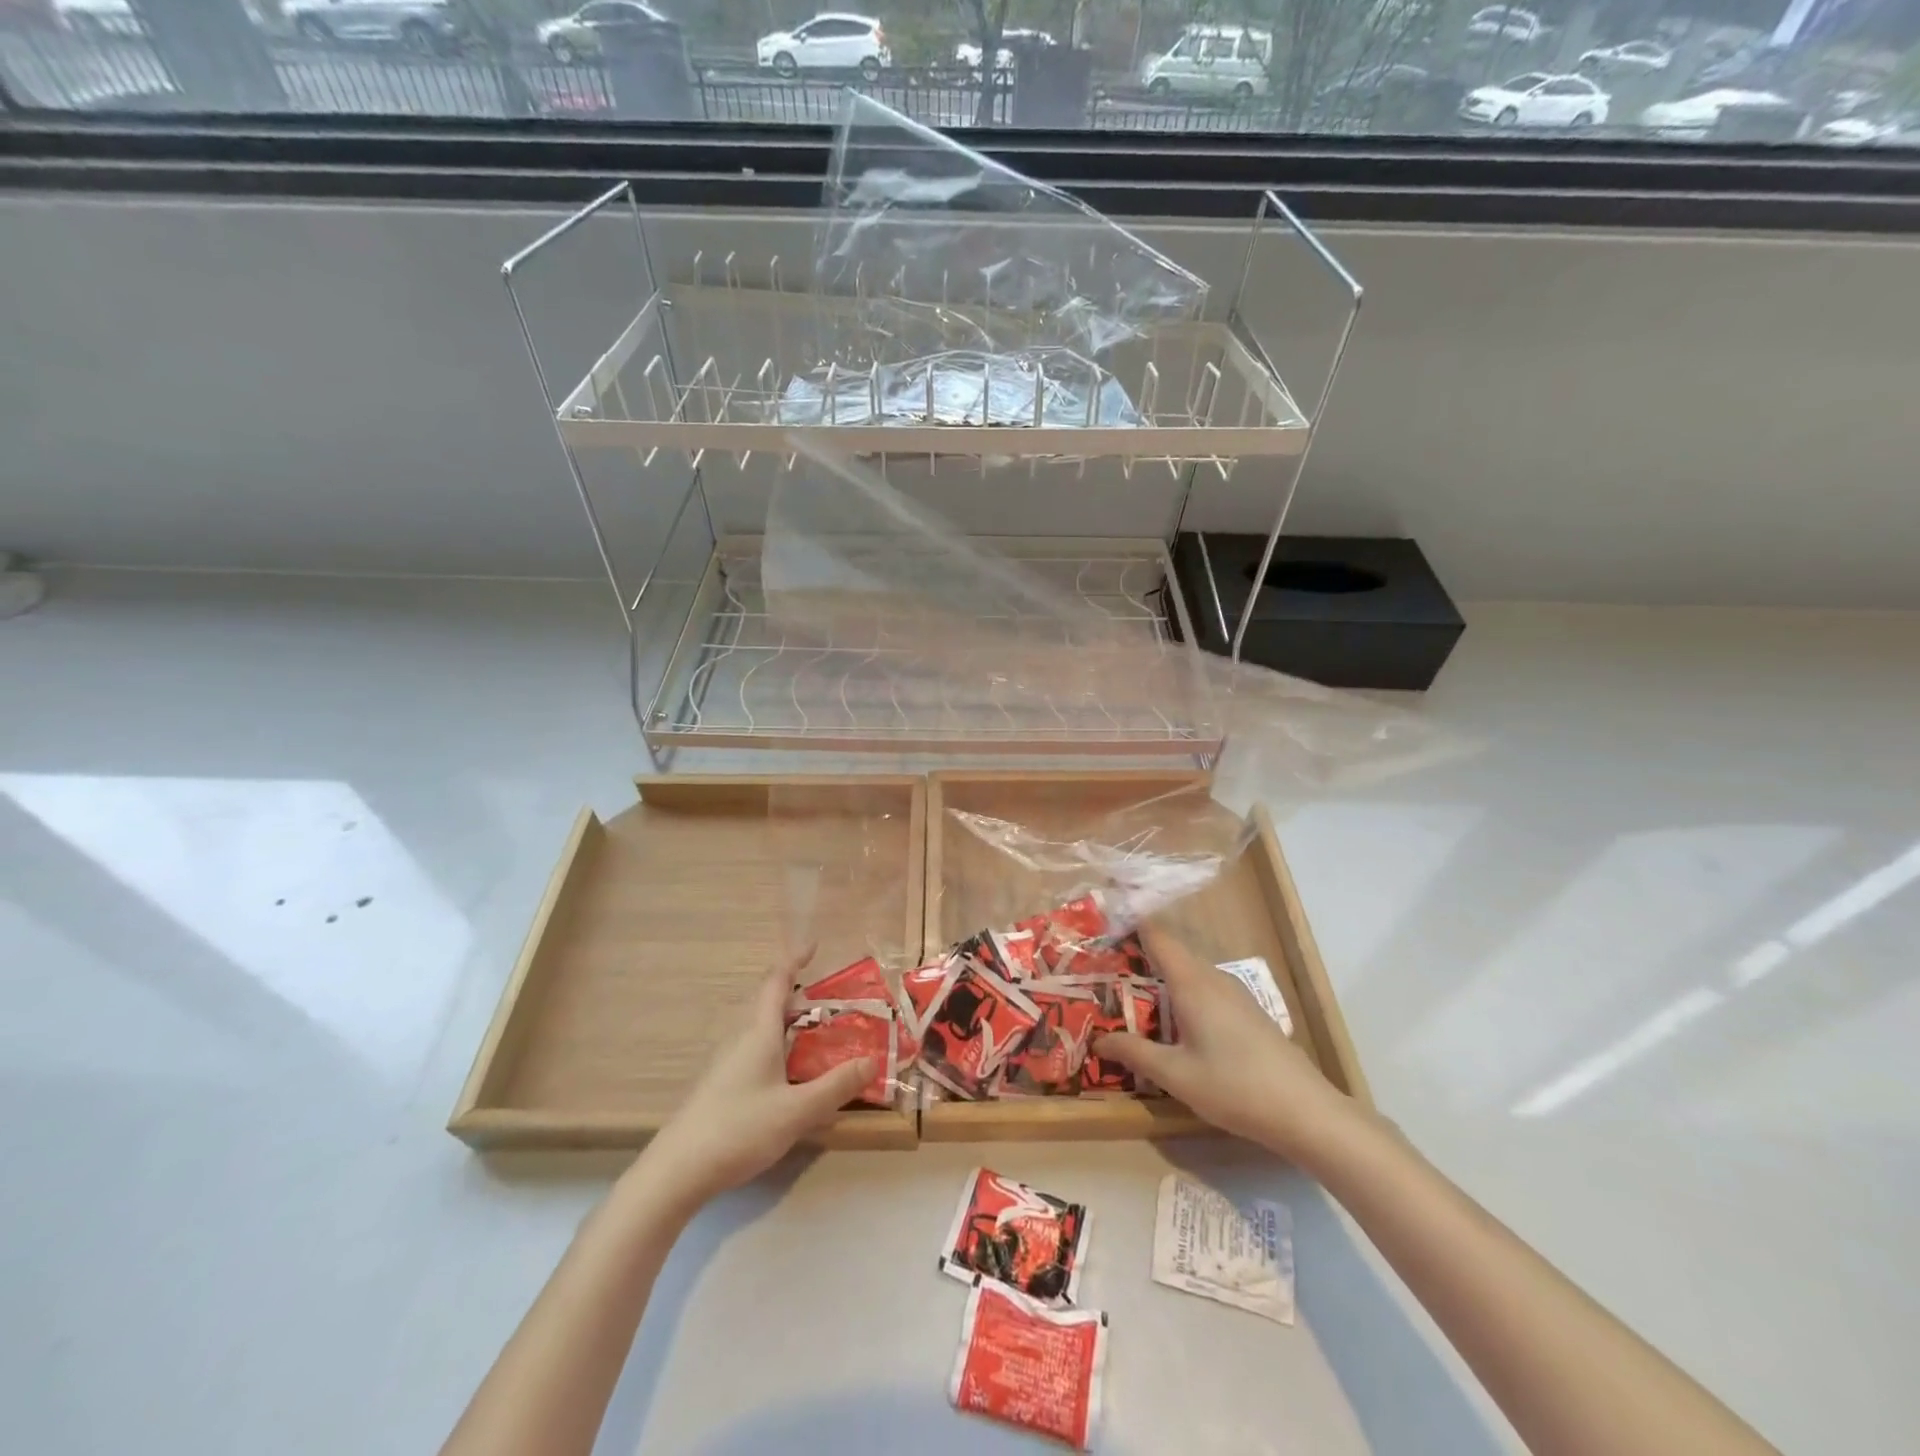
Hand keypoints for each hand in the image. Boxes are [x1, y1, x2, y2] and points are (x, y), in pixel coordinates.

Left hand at [635, 950, 873, 1211]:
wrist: (677, 1171)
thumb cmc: (739, 1129)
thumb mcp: (797, 1111)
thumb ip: (836, 1086)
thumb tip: (872, 1060)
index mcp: (758, 1033)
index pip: (776, 983)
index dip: (793, 960)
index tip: (812, 945)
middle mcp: (741, 1039)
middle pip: (769, 1004)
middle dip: (798, 996)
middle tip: (831, 1002)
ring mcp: (726, 1063)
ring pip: (761, 1029)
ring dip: (788, 1024)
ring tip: (817, 1035)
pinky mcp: (720, 1086)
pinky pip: (755, 1051)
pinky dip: (778, 1048)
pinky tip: (790, 1076)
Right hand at [1093, 925, 1355, 1165]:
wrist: (1306, 1111)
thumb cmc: (1234, 1087)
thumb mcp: (1175, 1075)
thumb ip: (1135, 1053)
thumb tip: (1098, 1040)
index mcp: (1192, 983)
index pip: (1157, 936)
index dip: (1130, 925)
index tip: (1102, 924)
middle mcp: (1213, 978)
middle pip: (1171, 953)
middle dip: (1139, 955)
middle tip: (1104, 968)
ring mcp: (1235, 994)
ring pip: (1189, 973)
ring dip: (1161, 977)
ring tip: (1130, 995)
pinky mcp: (1247, 1012)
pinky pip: (1205, 989)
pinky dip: (1182, 993)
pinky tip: (1173, 1021)